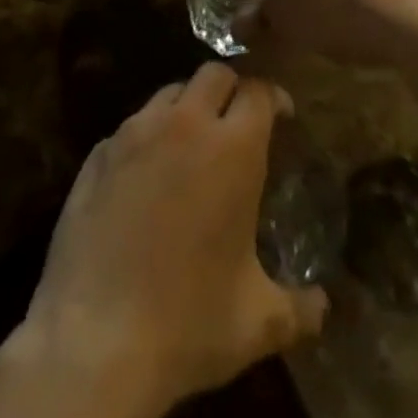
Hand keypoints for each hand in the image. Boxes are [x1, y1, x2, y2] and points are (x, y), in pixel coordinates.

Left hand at [15, 64, 327, 417]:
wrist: (94, 343)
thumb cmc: (188, 324)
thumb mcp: (258, 324)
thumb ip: (298, 309)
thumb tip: (323, 307)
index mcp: (233, 148)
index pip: (259, 91)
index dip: (274, 98)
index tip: (282, 116)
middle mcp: (185, 124)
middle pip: (214, 74)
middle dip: (231, 89)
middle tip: (237, 123)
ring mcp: (135, 134)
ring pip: (170, 93)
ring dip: (188, 107)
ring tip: (191, 145)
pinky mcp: (97, 154)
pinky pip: (131, 126)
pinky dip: (148, 137)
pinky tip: (146, 178)